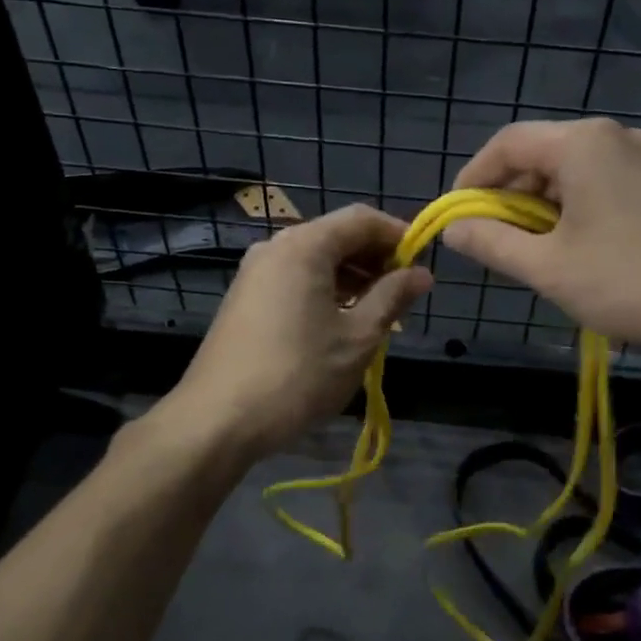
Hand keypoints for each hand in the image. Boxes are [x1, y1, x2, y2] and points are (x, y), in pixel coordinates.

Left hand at [166, 205, 432, 459]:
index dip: (398, 235)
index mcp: (304, 246)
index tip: (423, 264)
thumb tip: (421, 273)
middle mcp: (276, 247)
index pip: (362, 219)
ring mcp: (255, 272)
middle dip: (375, 257)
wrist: (217, 421)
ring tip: (379, 310)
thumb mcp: (358, 338)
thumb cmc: (297, 375)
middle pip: (337, 235)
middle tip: (404, 292)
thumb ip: (392, 298)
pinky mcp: (245, 298)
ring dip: (352, 276)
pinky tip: (341, 321)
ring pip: (315, 259)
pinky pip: (295, 278)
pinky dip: (325, 289)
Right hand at [442, 119, 640, 354]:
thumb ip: (493, 243)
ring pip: (572, 173)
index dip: (472, 179)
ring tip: (534, 254)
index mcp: (581, 144)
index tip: (457, 217)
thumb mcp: (549, 267)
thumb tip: (454, 229)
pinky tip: (579, 251)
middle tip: (495, 242)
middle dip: (508, 197)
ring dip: (541, 208)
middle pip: (540, 156)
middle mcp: (614, 138)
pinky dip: (576, 211)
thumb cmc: (632, 280)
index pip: (506, 144)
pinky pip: (603, 186)